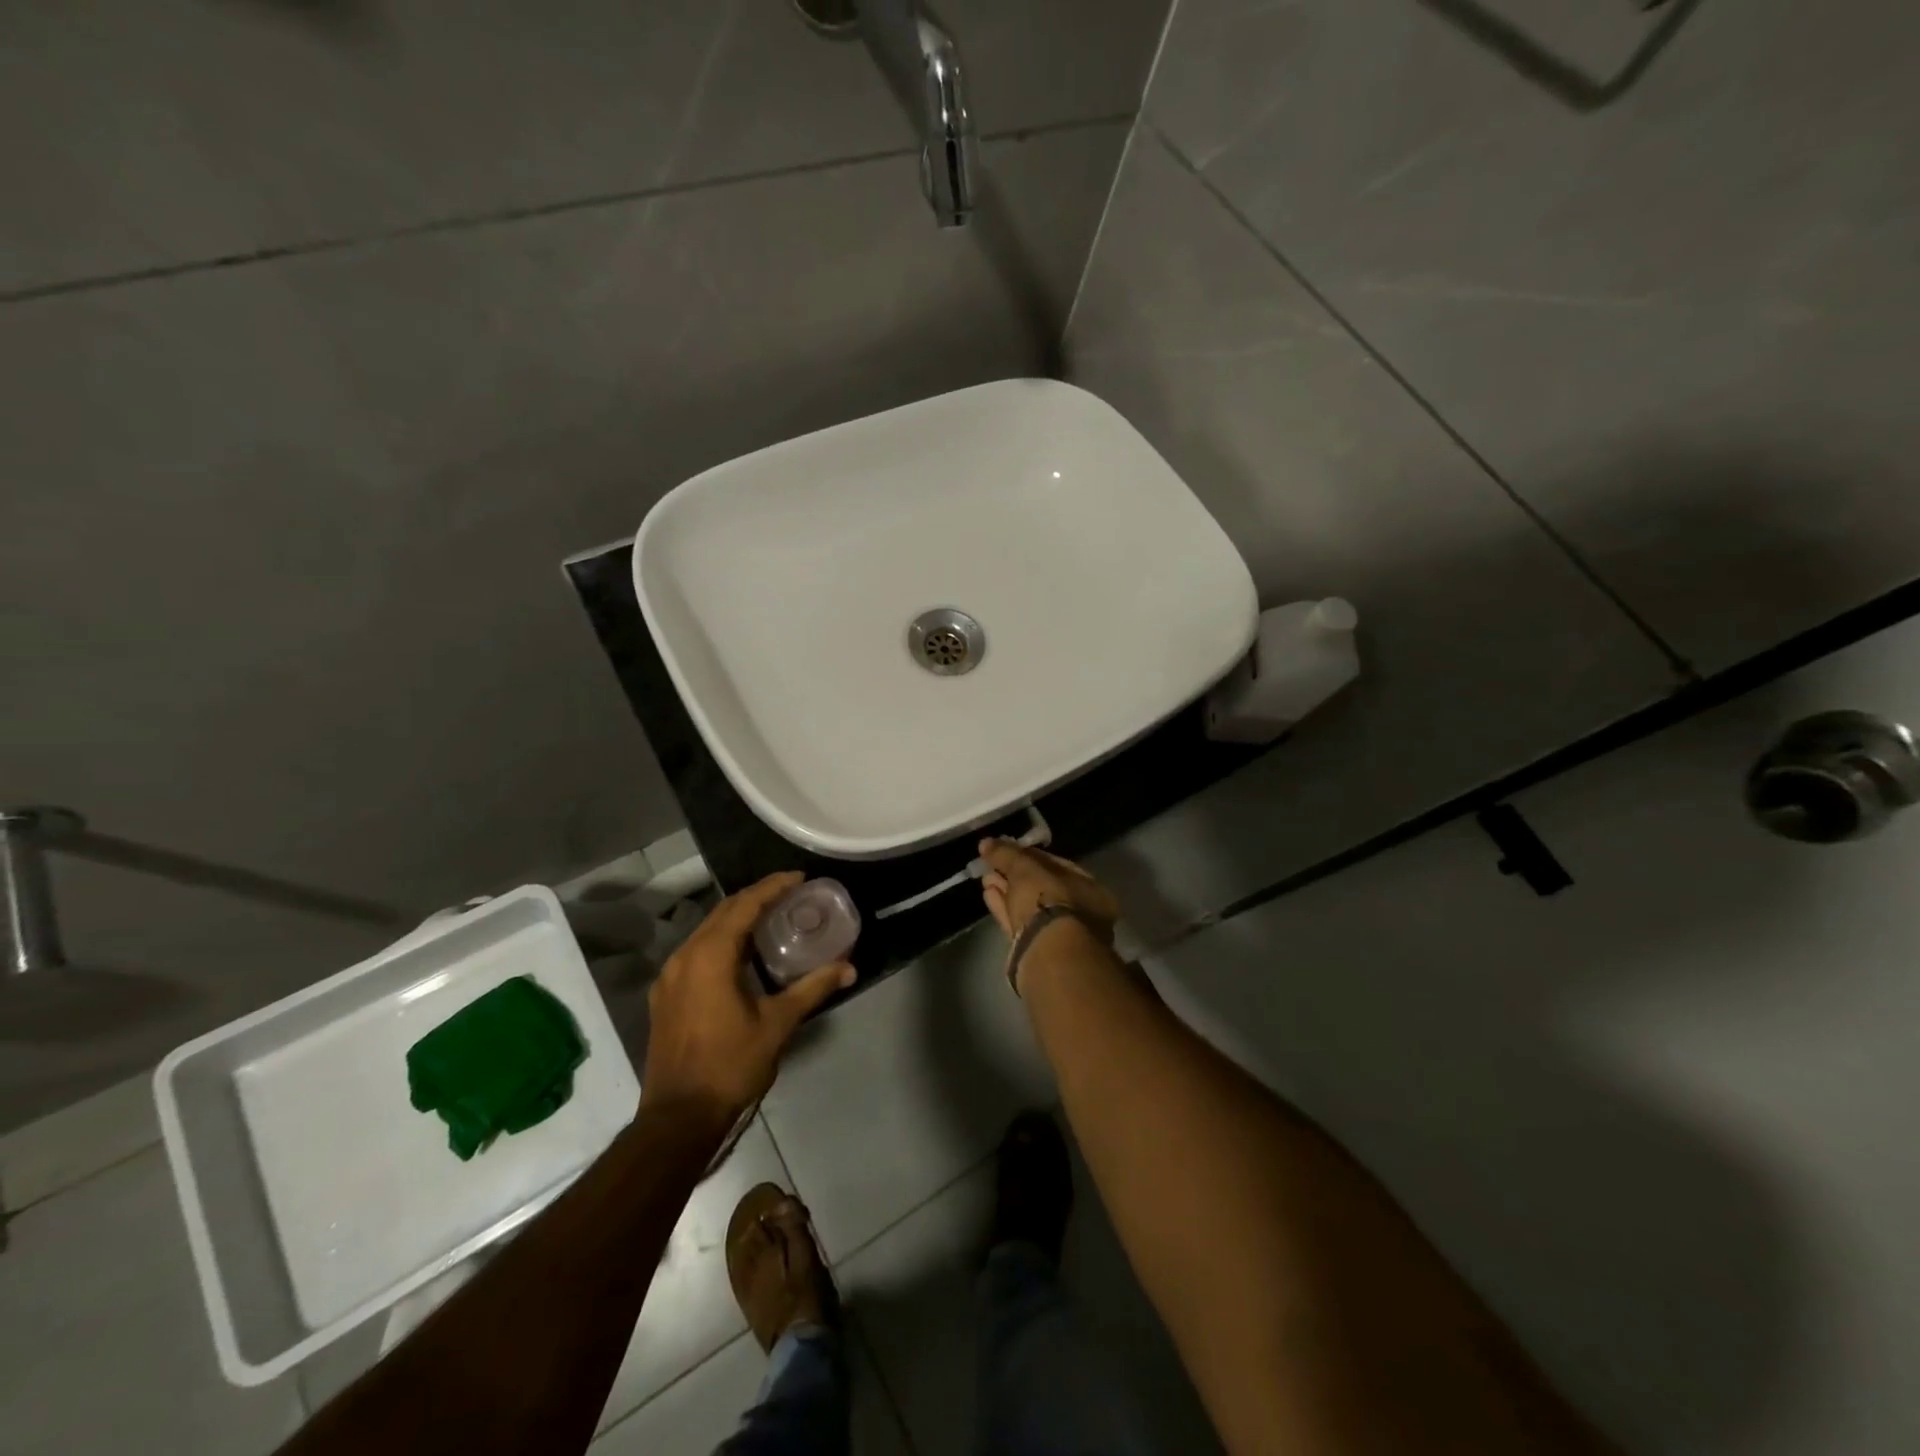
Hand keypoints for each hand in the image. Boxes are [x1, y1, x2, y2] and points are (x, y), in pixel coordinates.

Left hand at [641, 871, 854, 1123]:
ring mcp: (669, 976)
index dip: (773, 887)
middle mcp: (684, 956)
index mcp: (711, 955)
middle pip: (723, 912)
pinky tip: (741, 954)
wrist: (678, 1118)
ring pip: (706, 931)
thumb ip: (813, 988)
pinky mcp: (665, 995)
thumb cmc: (731, 1065)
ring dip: (737, 918)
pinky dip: (721, 940)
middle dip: (756, 897)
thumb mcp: (778, 1024)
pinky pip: (696, 951)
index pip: (745, 905)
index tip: (799, 877)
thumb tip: (849, 967)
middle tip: (790, 894)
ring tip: (770, 918)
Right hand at [977, 839, 1119, 941]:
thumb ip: (1007, 853)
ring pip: (1030, 907)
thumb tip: (986, 843)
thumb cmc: (1049, 900)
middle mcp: (1080, 912)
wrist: (1047, 953)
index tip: (1008, 849)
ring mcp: (1060, 935)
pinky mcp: (1038, 951)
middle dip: (1016, 875)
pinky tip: (987, 894)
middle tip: (993, 863)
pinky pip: (1020, 923)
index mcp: (1091, 889)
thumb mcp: (1026, 868)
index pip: (1058, 865)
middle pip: (1043, 887)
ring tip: (985, 877)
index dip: (1030, 855)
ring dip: (1007, 890)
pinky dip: (1004, 908)